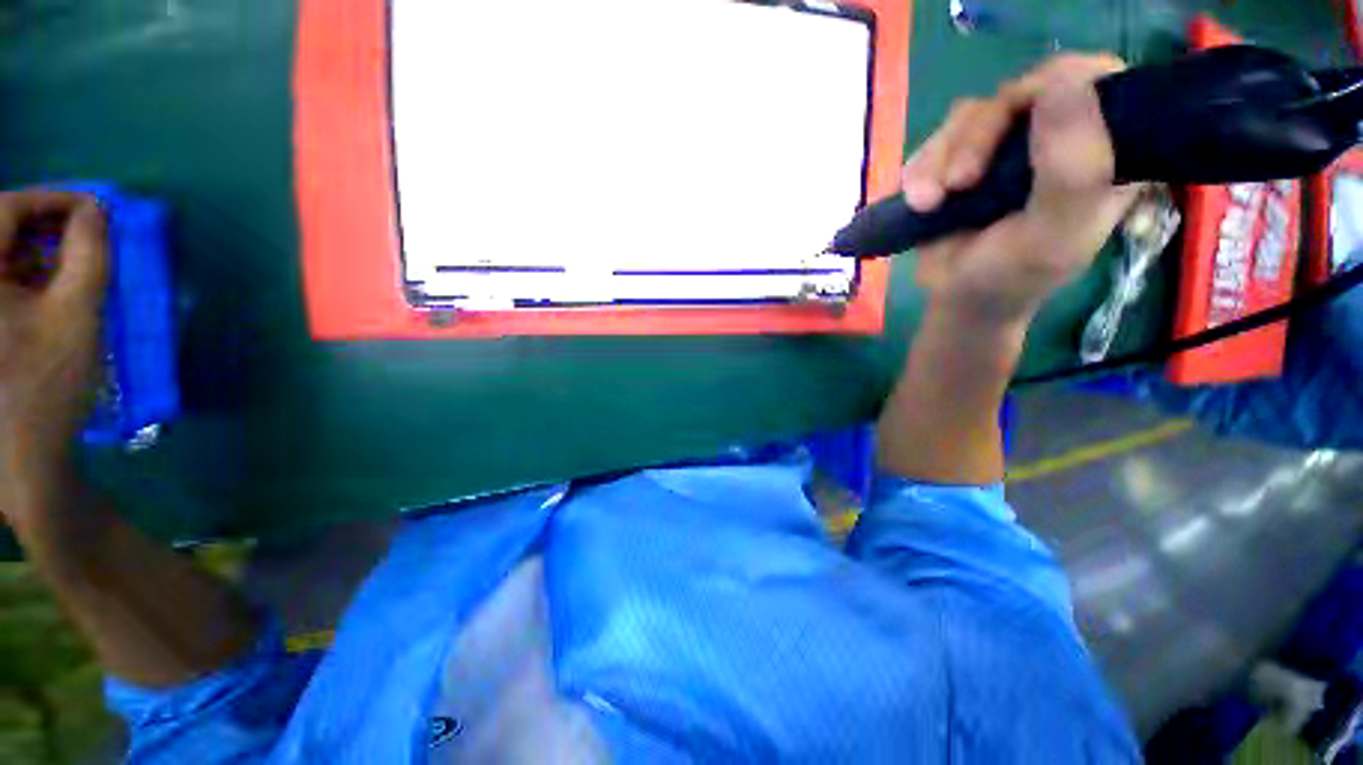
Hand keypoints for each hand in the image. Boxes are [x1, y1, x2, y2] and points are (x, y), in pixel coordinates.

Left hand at [0, 191, 107, 525]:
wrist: (19, 453)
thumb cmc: (45, 382)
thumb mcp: (77, 314)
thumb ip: (88, 254)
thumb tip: (97, 212)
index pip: (7, 207)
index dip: (54, 199)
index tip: (96, 207)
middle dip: (44, 226)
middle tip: (86, 236)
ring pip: (0, 256)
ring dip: (36, 252)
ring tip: (71, 269)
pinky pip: (0, 283)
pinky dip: (24, 277)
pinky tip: (48, 293)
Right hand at [903, 54, 1139, 327]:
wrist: (956, 298)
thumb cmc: (1011, 276)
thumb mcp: (1052, 236)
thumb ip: (1073, 171)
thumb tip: (1063, 84)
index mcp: (1104, 149)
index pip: (1097, 79)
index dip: (1059, 84)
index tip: (1022, 122)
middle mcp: (1055, 136)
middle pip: (1020, 93)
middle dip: (978, 138)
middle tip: (958, 185)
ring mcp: (1003, 144)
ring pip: (970, 115)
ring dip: (938, 161)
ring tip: (927, 204)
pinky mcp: (960, 157)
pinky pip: (935, 140)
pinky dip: (918, 170)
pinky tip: (916, 202)